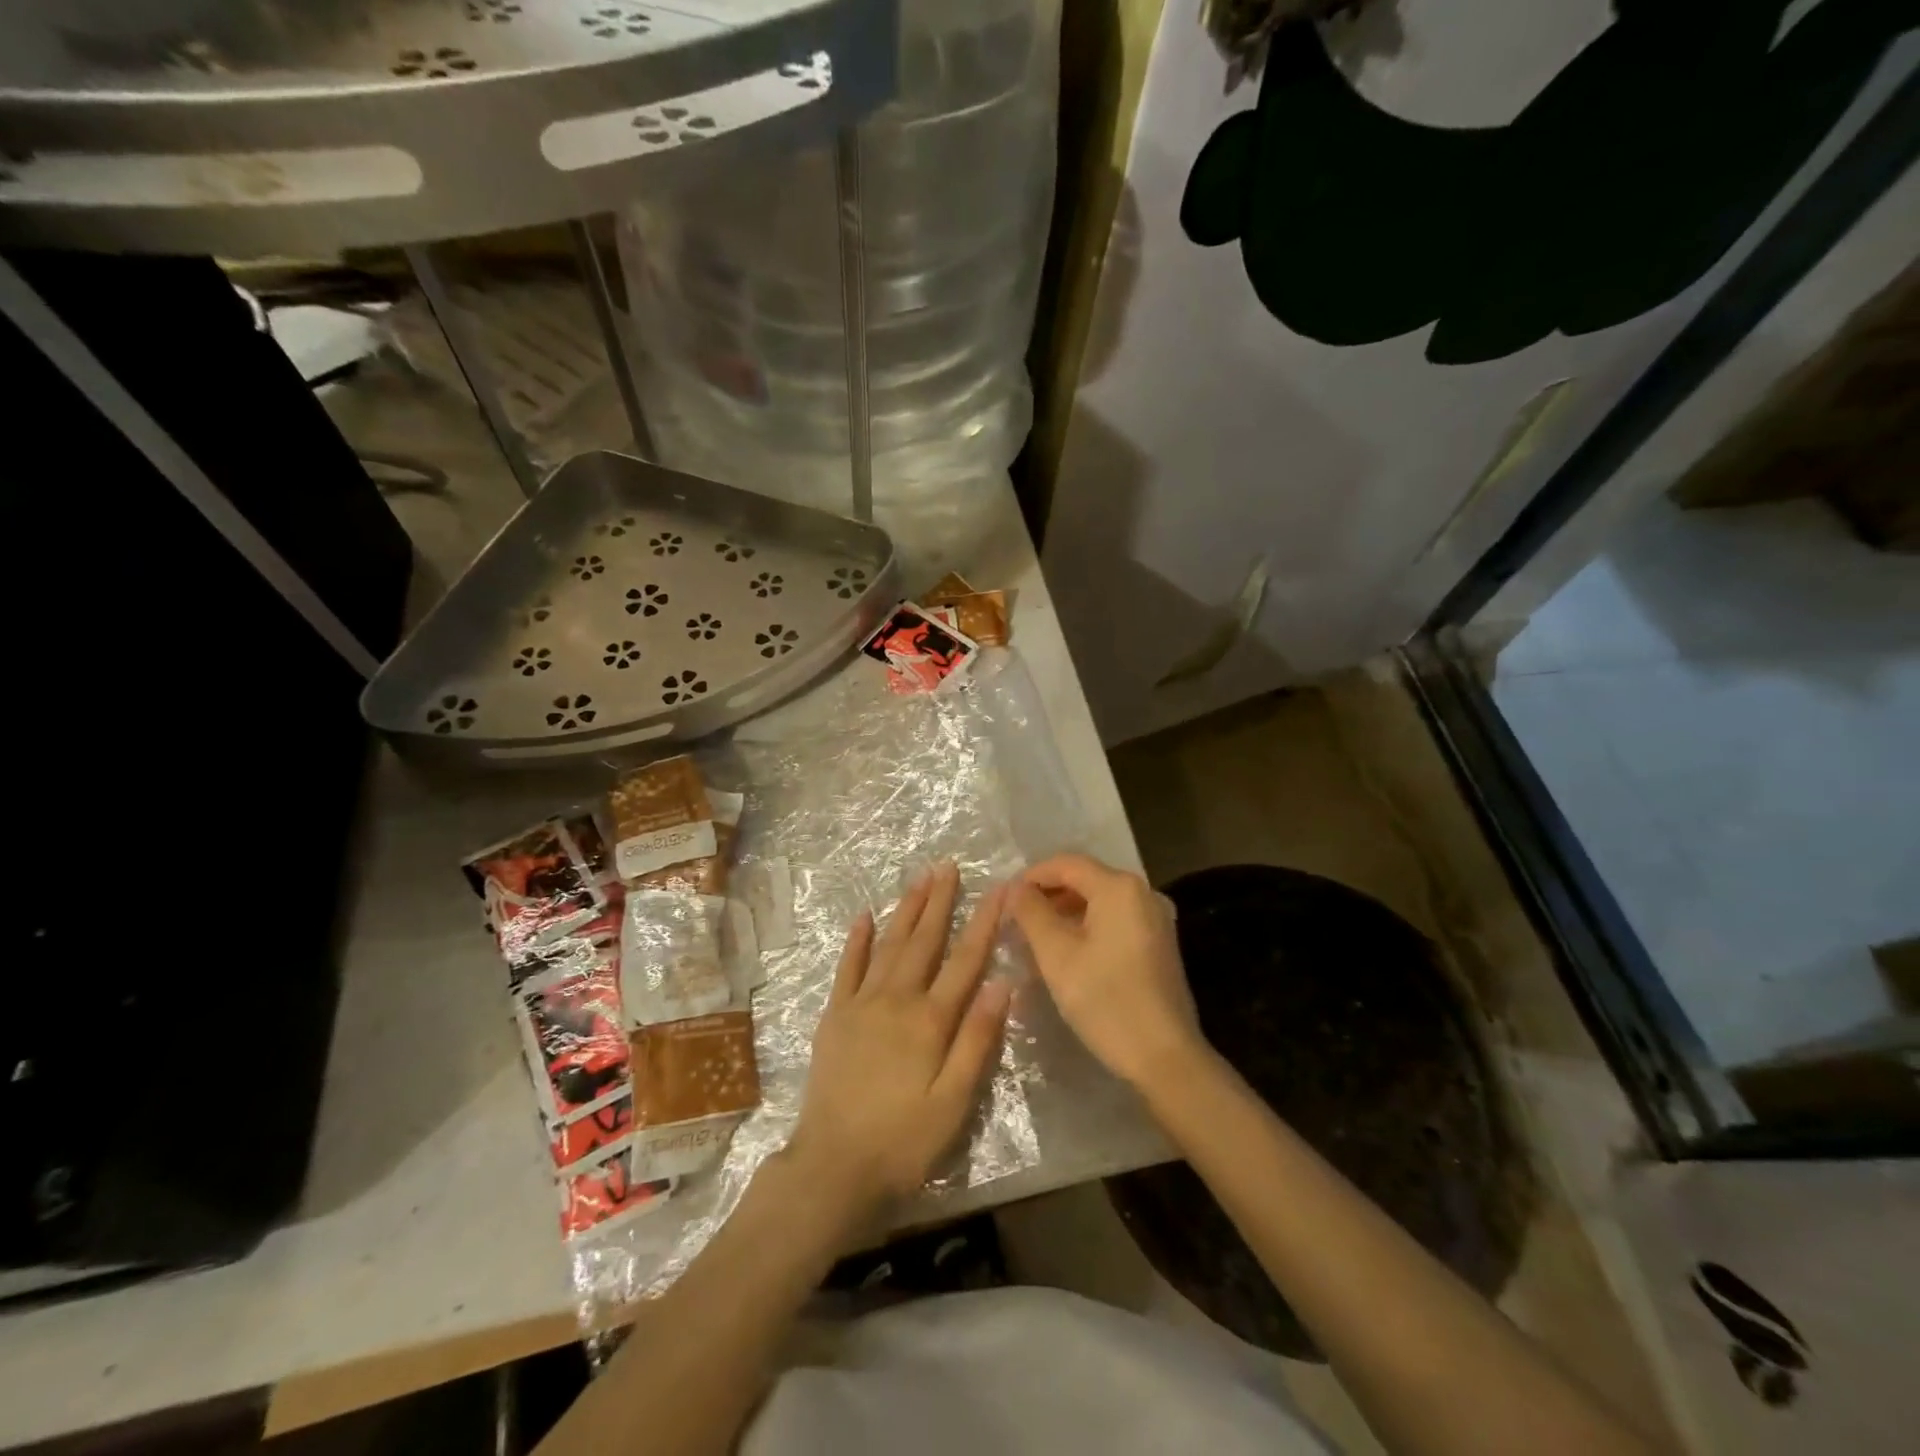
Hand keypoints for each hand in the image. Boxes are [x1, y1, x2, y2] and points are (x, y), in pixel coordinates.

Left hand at [787, 863, 1011, 1221]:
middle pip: (924, 940)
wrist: (833, 1166)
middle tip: (948, 865)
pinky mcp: (835, 1014)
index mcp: (930, 1019)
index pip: (965, 960)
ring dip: (905, 909)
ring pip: (889, 944)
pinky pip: (847, 967)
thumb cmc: (904, 1140)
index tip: (1000, 889)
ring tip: (919, 878)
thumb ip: (978, 1040)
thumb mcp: (954, 1101)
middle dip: (939, 901)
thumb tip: (1001, 983)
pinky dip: (857, 940)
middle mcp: (896, 999)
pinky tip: (865, 916)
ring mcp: (861, 1003)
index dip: (984, 922)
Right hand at [1011, 853, 1204, 1093]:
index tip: (1003, 899)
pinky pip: (1114, 919)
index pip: (1065, 863)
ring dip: (1065, 911)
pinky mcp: (1158, 942)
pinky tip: (1065, 950)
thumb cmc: (1106, 1001)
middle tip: (1014, 918)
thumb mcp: (1057, 955)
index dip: (1031, 876)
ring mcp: (1155, 918)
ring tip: (1033, 935)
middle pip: (1084, 879)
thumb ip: (1031, 913)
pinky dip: (1086, 925)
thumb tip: (1014, 888)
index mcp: (1119, 887)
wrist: (1164, 1057)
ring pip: (1099, 901)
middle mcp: (1142, 892)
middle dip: (1047, 894)